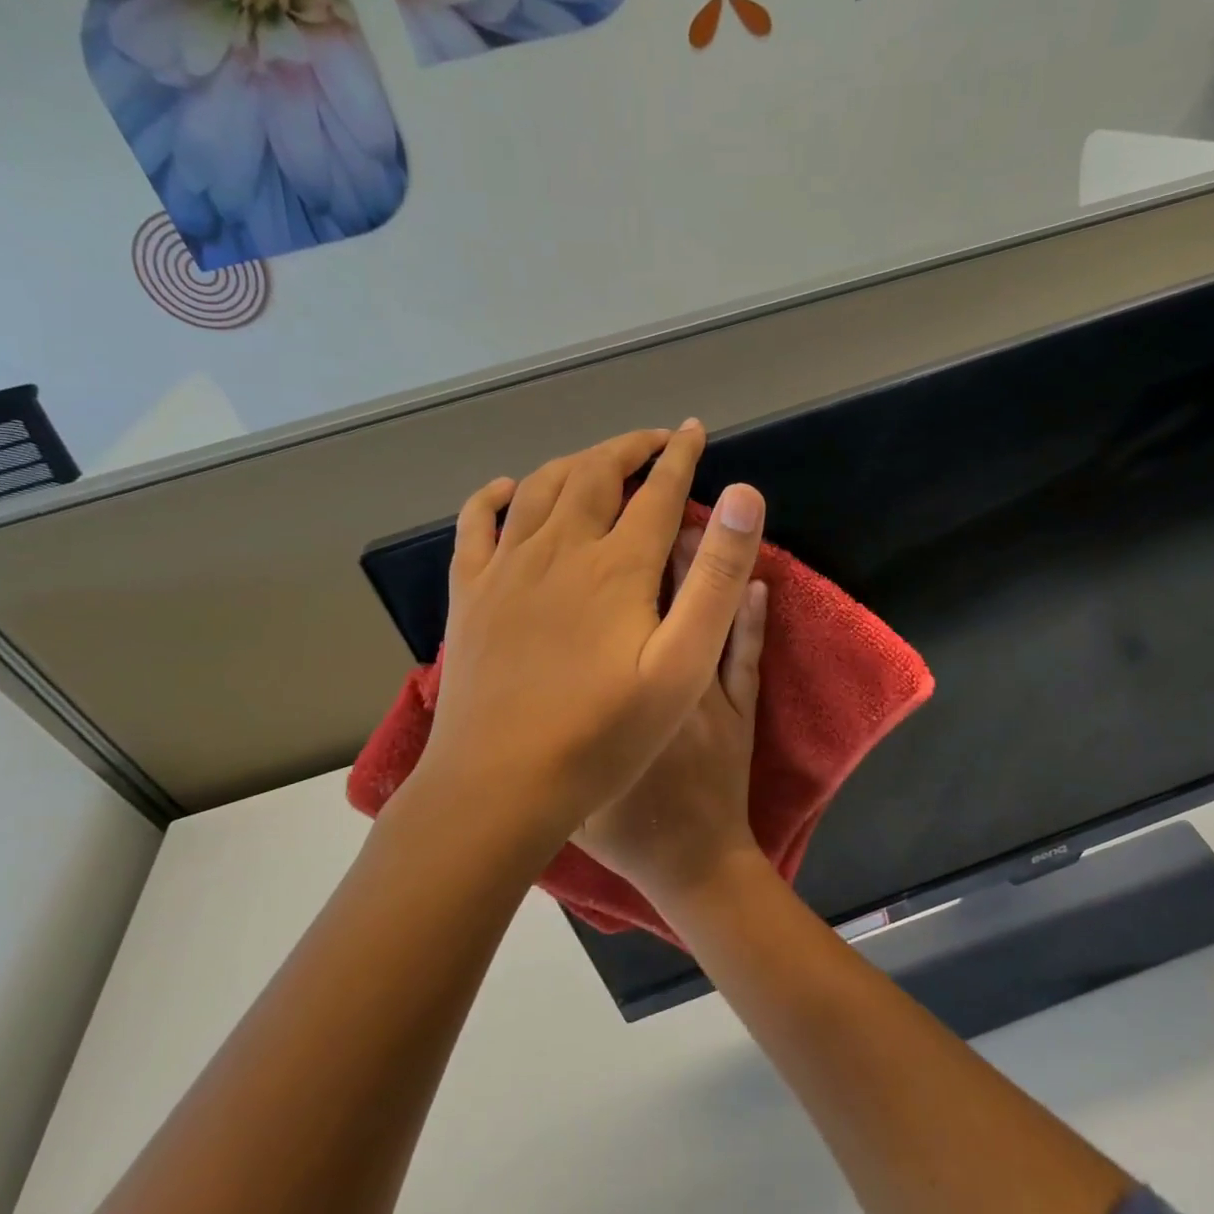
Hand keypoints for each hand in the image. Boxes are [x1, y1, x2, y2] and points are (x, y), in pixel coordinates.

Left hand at [406, 422, 767, 847]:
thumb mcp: (684, 664)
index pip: (656, 490)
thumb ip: (716, 578)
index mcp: (616, 564)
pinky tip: (507, 489)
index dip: (680, 456)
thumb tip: (743, 495)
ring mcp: (506, 568)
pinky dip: (494, 494)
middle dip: (629, 448)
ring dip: (575, 462)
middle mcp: (558, 548)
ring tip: (599, 459)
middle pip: (594, 473)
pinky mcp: (470, 593)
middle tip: (656, 441)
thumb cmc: (603, 733)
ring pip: (539, 487)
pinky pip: (476, 523)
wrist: (500, 783)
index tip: (694, 431)